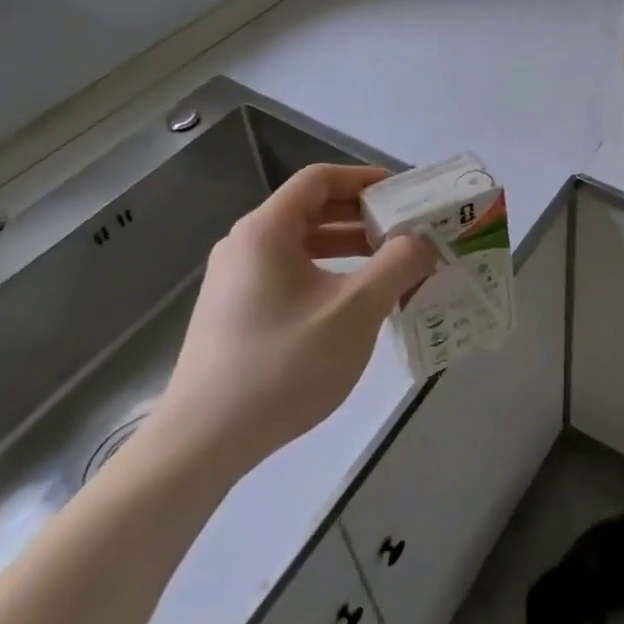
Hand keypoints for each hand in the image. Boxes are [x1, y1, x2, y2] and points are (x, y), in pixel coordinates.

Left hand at [146, 164, 435, 479]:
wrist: (202, 445)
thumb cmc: (282, 365)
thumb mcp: (356, 310)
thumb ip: (398, 265)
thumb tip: (421, 242)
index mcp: (266, 231)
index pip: (320, 179)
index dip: (365, 178)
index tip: (404, 194)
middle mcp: (245, 245)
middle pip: (311, 209)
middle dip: (363, 216)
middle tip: (407, 231)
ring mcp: (236, 280)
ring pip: (302, 244)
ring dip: (349, 247)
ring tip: (391, 267)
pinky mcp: (235, 312)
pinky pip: (290, 273)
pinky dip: (328, 273)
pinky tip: (355, 303)